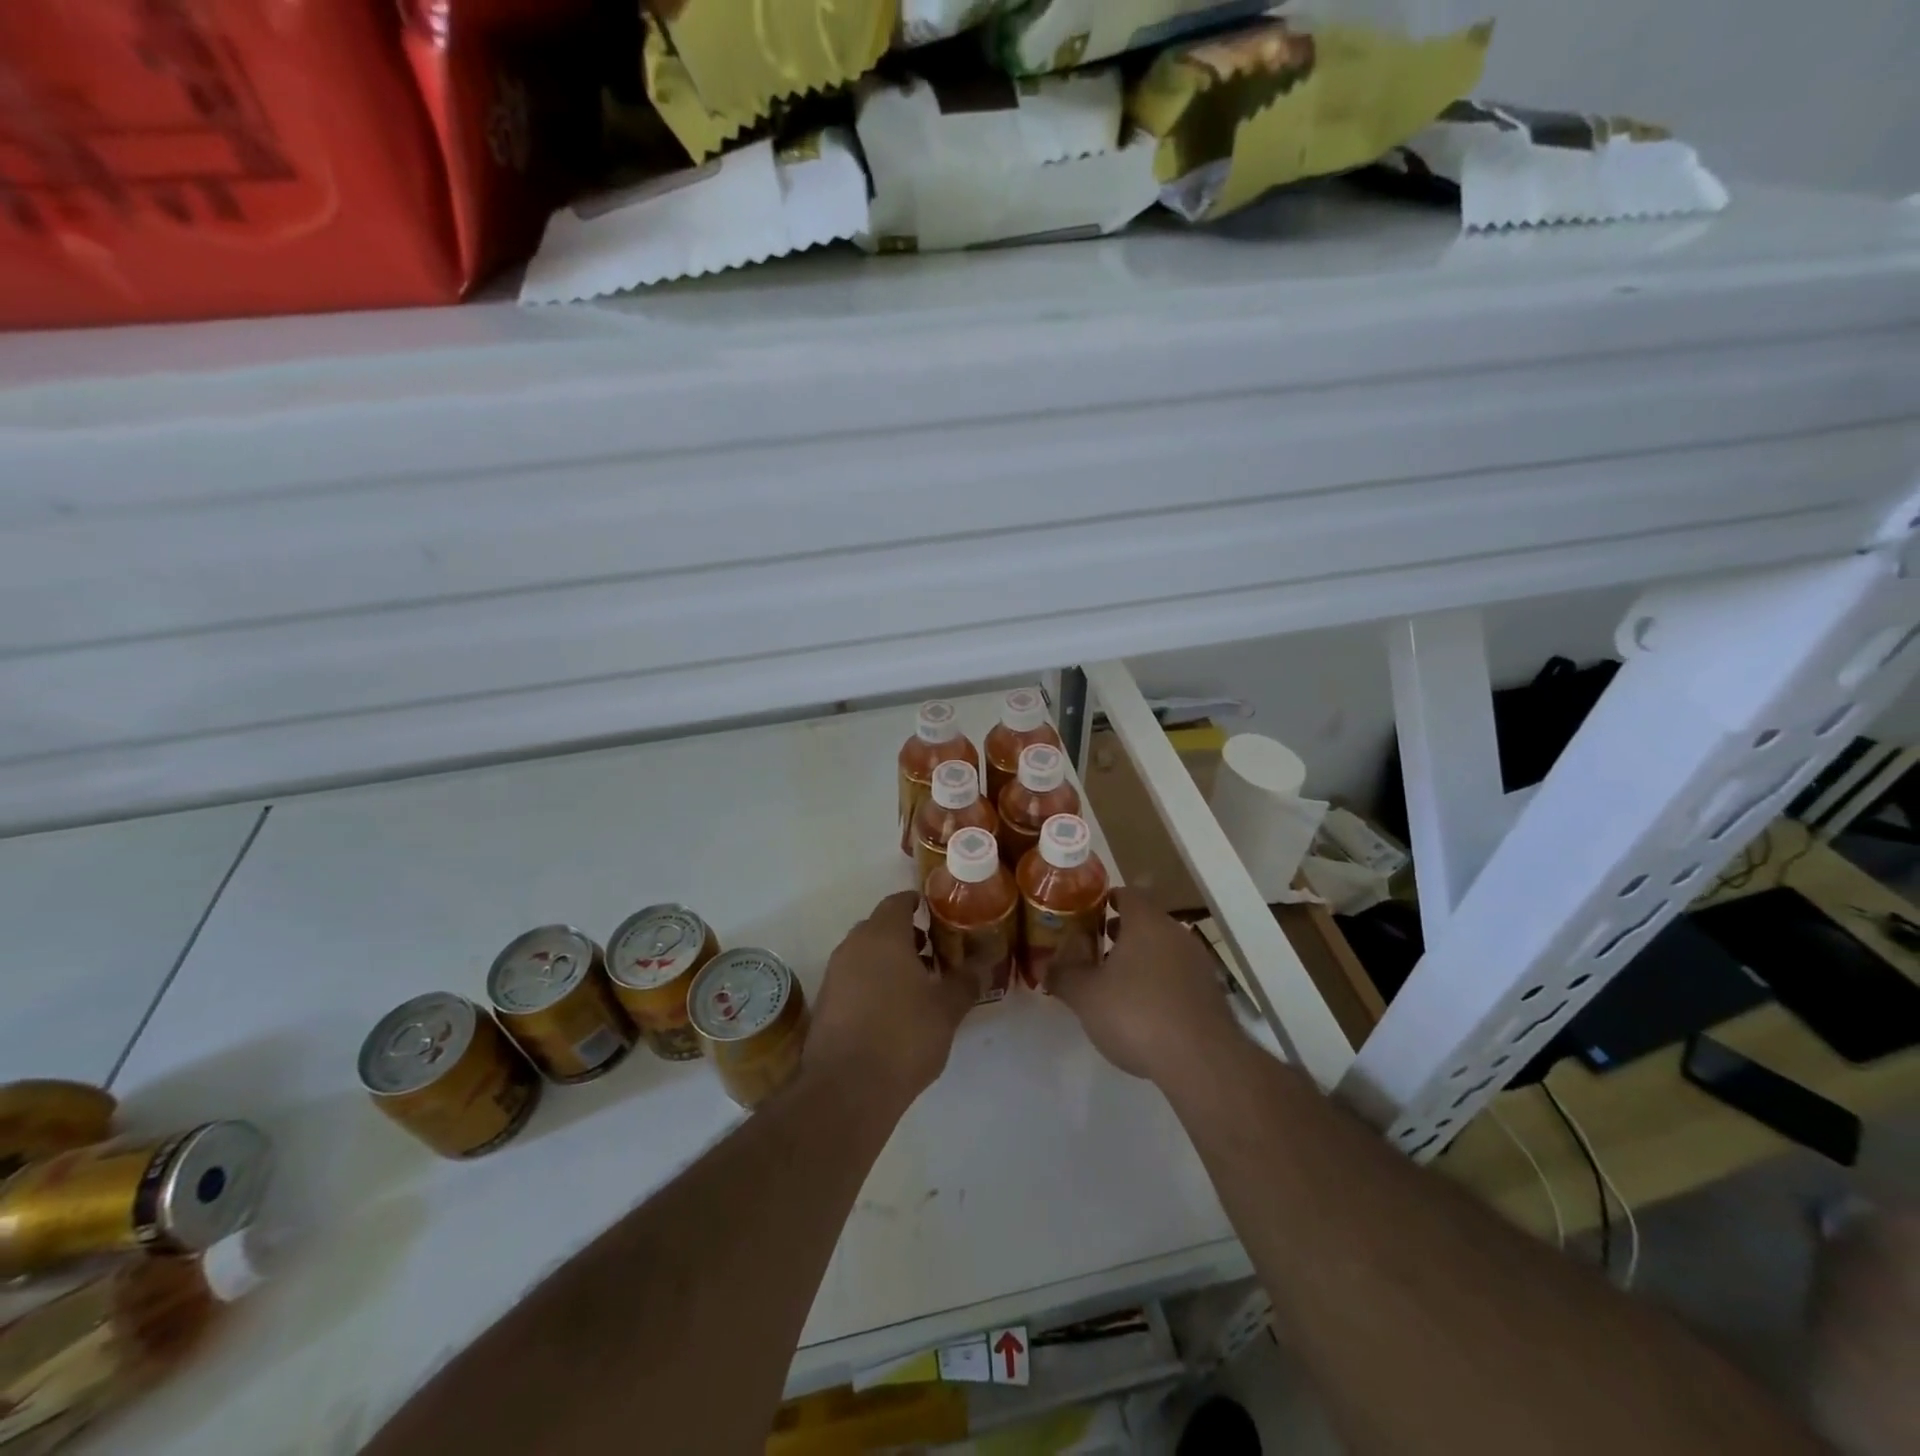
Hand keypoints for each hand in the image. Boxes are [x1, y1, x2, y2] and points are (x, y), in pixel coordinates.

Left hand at [803, 891, 975, 1106]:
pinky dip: (871, 983)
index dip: (917, 904)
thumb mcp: (947, 1008)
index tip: (936, 915)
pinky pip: (852, 979)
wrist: (846, 1089)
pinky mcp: (824, 1004)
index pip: (898, 902)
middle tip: (933, 954)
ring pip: (864, 954)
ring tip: (916, 987)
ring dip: (887, 961)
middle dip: (905, 936)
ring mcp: (834, 975)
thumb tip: (984, 962)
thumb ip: (966, 980)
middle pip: (879, 927)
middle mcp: (853, 946)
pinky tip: (891, 1012)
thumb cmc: (903, 1036)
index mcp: (883, 935)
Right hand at [1050, 889, 1241, 1083]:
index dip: (1108, 899)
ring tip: (1118, 980)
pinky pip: (1179, 975)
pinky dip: (1161, 982)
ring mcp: (1199, 963)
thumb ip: (1063, 976)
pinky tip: (1146, 1008)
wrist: (1202, 1061)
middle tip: (1098, 945)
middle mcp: (1176, 933)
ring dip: (1143, 957)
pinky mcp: (1212, 993)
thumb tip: (1045, 966)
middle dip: (1123, 931)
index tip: (1091, 912)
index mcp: (1146, 922)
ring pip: (1165, 948)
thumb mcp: (1085, 996)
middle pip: (1147, 921)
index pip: (1128, 894)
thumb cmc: (1136, 1014)